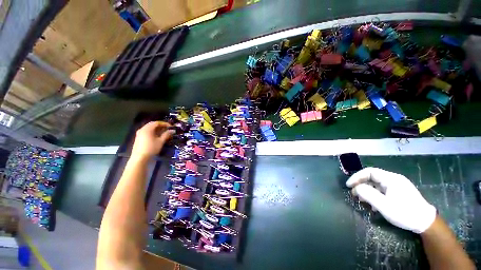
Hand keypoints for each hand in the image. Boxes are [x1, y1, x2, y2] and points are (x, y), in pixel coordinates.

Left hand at [131, 121, 174, 161]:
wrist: (140, 158)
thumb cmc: (151, 148)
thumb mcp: (161, 141)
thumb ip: (166, 134)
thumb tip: (173, 130)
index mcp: (147, 129)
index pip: (157, 123)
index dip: (164, 123)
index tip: (171, 126)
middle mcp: (142, 129)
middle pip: (152, 124)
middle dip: (161, 126)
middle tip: (168, 128)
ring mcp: (139, 133)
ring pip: (149, 128)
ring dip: (157, 129)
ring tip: (163, 132)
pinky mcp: (139, 138)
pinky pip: (147, 131)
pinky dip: (153, 132)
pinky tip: (157, 136)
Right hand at [346, 167, 436, 233]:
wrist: (426, 223)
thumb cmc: (405, 213)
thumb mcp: (384, 206)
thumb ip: (368, 195)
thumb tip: (356, 188)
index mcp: (391, 179)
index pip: (369, 172)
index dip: (356, 177)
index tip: (349, 186)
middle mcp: (393, 179)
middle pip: (372, 177)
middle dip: (361, 185)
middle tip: (354, 194)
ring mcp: (397, 185)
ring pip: (376, 184)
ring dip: (367, 191)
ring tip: (362, 201)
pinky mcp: (399, 192)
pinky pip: (382, 190)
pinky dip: (374, 195)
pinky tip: (373, 205)